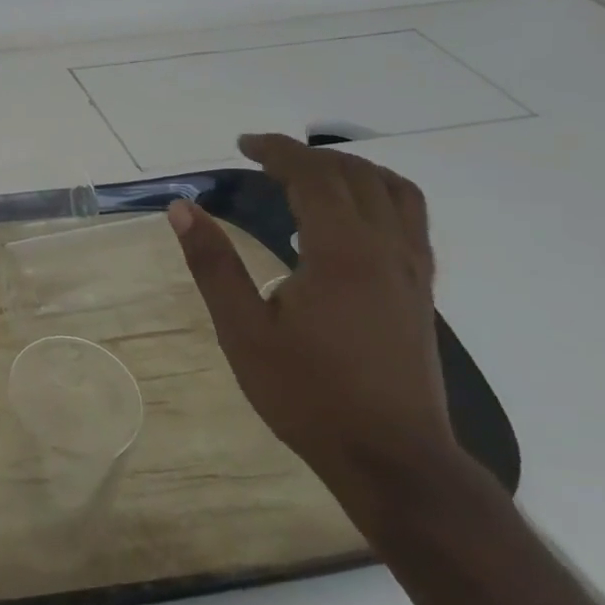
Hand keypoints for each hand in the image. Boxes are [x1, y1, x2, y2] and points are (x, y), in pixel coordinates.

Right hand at [167, 133, 459, 518]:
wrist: (392, 459)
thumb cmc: (308, 394)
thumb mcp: (243, 331)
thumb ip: (213, 264)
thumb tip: (182, 208)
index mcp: (342, 254)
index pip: (314, 177)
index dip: (277, 152)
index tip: (243, 145)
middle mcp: (386, 250)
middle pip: (354, 176)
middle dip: (307, 156)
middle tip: (263, 159)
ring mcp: (413, 271)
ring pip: (393, 192)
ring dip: (350, 169)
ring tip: (310, 174)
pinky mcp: (421, 291)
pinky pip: (410, 219)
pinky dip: (378, 194)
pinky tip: (351, 216)